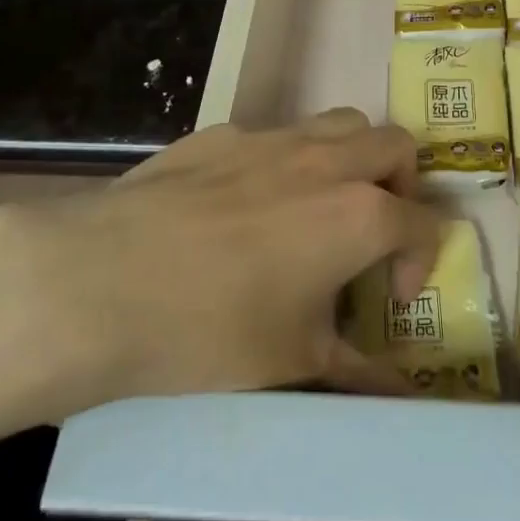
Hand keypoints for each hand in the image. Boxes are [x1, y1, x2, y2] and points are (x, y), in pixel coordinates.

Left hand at [0, 110, 439, 420]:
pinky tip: (244, 206)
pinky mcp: (220, 134)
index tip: (390, 298)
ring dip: (351, 157)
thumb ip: (359, 374)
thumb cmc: (209, 330)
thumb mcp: (293, 362)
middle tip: (372, 232)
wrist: (95, 283)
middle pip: (395, 146)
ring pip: (340, 123)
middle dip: (402, 185)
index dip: (420, 261)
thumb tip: (403, 398)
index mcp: (360, 214)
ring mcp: (271, 139)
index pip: (424, 222)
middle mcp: (326, 161)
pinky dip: (286, 161)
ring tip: (321, 206)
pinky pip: (275, 135)